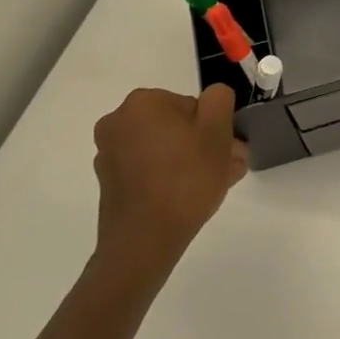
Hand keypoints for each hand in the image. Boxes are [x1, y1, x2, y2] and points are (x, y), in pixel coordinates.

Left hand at [91, 85, 247, 284]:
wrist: (145, 239)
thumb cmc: (186, 177)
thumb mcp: (218, 129)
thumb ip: (219, 99)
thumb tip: (212, 98)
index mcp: (142, 102)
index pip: (193, 104)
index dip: (214, 126)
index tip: (228, 149)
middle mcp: (118, 122)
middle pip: (176, 127)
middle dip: (205, 145)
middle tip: (229, 168)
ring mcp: (110, 154)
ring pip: (165, 149)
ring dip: (192, 161)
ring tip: (216, 185)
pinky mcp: (110, 182)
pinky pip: (150, 170)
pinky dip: (170, 177)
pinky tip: (190, 197)